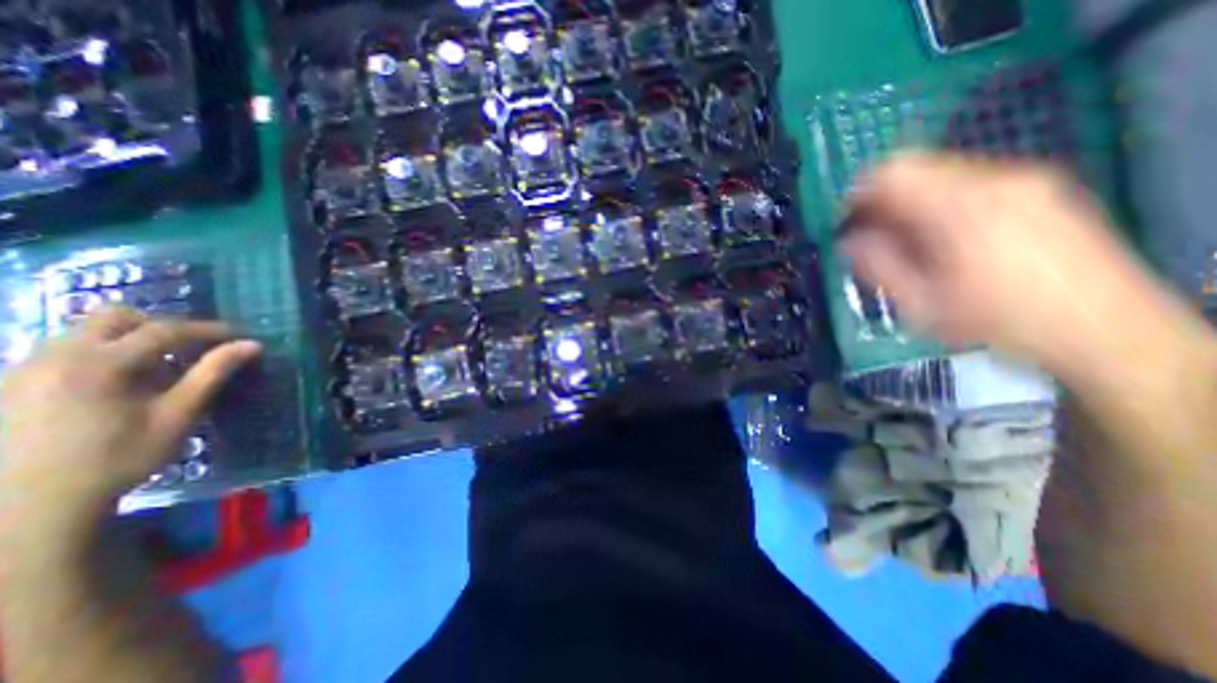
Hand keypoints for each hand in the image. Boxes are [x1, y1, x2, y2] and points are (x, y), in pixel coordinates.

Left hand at [1, 308, 263, 518]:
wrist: (29, 506)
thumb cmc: (118, 458)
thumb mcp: (177, 415)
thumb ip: (212, 373)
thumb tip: (252, 345)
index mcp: (99, 364)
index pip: (164, 330)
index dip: (208, 329)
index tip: (239, 336)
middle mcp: (55, 356)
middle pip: (114, 316)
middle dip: (160, 325)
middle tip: (189, 347)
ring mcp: (24, 368)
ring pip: (86, 331)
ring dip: (130, 340)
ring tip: (156, 369)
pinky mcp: (11, 384)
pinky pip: (65, 351)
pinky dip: (102, 355)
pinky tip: (117, 385)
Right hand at [839, 151, 1158, 373]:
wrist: (1102, 329)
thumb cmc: (997, 320)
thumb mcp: (919, 302)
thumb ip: (877, 265)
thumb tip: (848, 240)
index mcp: (959, 207)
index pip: (891, 173)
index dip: (857, 195)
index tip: (846, 224)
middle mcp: (994, 180)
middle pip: (916, 170)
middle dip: (884, 202)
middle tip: (872, 239)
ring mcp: (1023, 181)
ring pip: (942, 176)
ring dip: (912, 205)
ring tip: (909, 244)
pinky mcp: (1040, 190)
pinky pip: (969, 184)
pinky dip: (941, 205)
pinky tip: (944, 240)